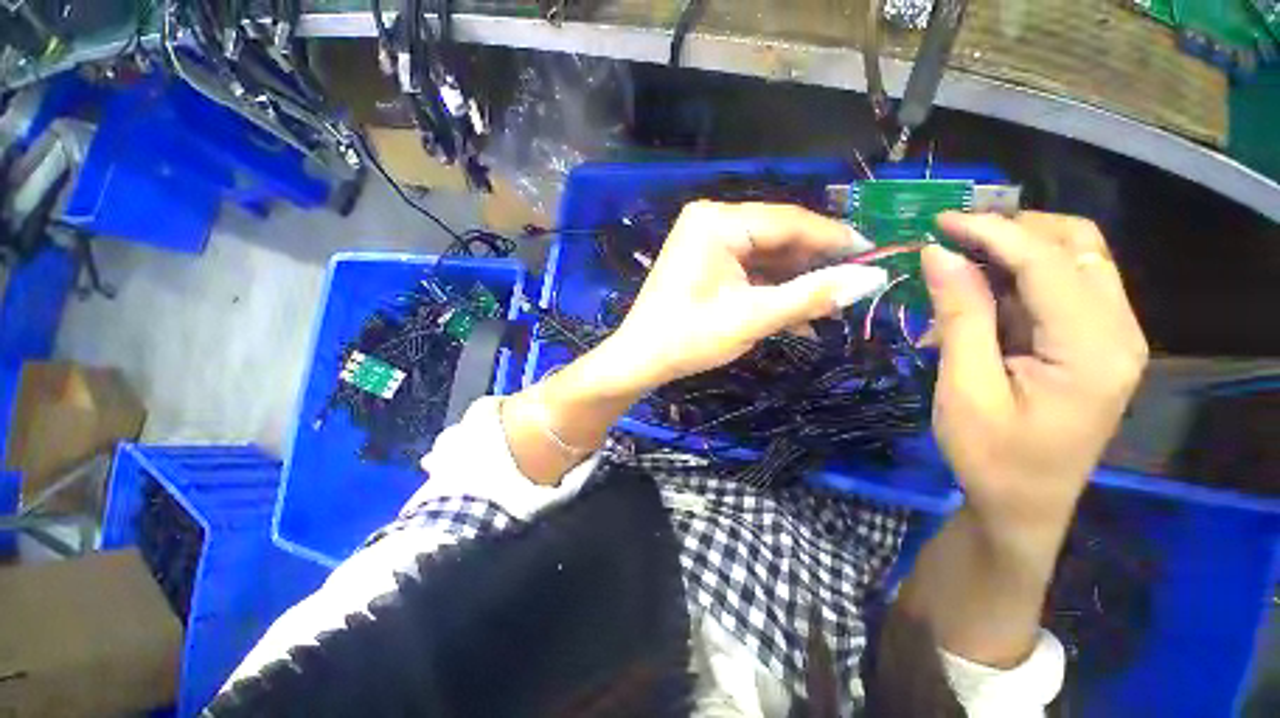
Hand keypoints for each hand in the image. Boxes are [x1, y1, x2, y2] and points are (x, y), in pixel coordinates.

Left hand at [600, 201, 888, 390]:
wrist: (640, 360)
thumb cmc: (689, 338)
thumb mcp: (753, 317)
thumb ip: (812, 295)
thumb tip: (874, 278)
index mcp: (718, 222)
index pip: (790, 222)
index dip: (835, 239)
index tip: (875, 256)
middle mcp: (712, 221)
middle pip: (778, 237)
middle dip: (814, 266)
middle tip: (853, 288)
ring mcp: (707, 241)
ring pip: (766, 256)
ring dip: (795, 283)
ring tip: (829, 308)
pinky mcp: (706, 262)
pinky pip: (749, 269)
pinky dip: (772, 290)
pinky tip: (796, 313)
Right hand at [923, 212, 1147, 532]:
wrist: (1023, 505)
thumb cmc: (991, 457)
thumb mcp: (964, 388)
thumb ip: (960, 316)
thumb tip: (938, 255)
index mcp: (1093, 349)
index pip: (1048, 262)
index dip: (993, 232)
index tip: (939, 223)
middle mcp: (1119, 331)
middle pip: (1078, 246)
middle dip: (1013, 230)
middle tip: (953, 239)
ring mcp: (1112, 336)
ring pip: (1074, 261)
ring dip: (1015, 253)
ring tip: (959, 269)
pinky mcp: (1095, 343)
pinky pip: (1063, 288)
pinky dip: (1018, 280)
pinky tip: (979, 300)